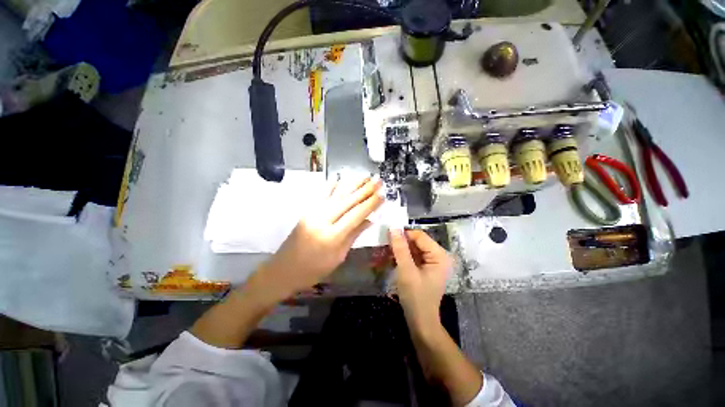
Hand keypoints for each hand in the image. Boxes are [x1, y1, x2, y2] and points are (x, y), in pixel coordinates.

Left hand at [250, 177, 383, 302]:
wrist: (283, 270)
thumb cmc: (313, 270)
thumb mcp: (338, 257)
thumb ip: (354, 235)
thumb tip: (370, 220)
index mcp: (332, 236)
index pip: (356, 215)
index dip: (370, 204)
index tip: (382, 195)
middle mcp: (322, 220)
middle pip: (348, 201)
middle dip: (365, 190)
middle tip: (378, 181)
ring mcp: (313, 213)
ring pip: (336, 195)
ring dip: (352, 184)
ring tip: (365, 176)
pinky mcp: (307, 211)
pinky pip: (321, 195)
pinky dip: (331, 186)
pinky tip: (340, 178)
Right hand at [390, 229, 452, 332]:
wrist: (420, 322)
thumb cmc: (416, 297)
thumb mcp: (407, 271)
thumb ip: (400, 248)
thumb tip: (393, 228)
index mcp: (439, 255)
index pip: (419, 236)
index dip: (404, 235)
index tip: (387, 237)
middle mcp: (437, 256)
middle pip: (416, 241)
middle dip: (401, 243)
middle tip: (385, 246)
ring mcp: (431, 262)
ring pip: (412, 248)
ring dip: (399, 250)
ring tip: (385, 253)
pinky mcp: (424, 268)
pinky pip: (412, 256)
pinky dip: (402, 256)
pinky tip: (391, 259)